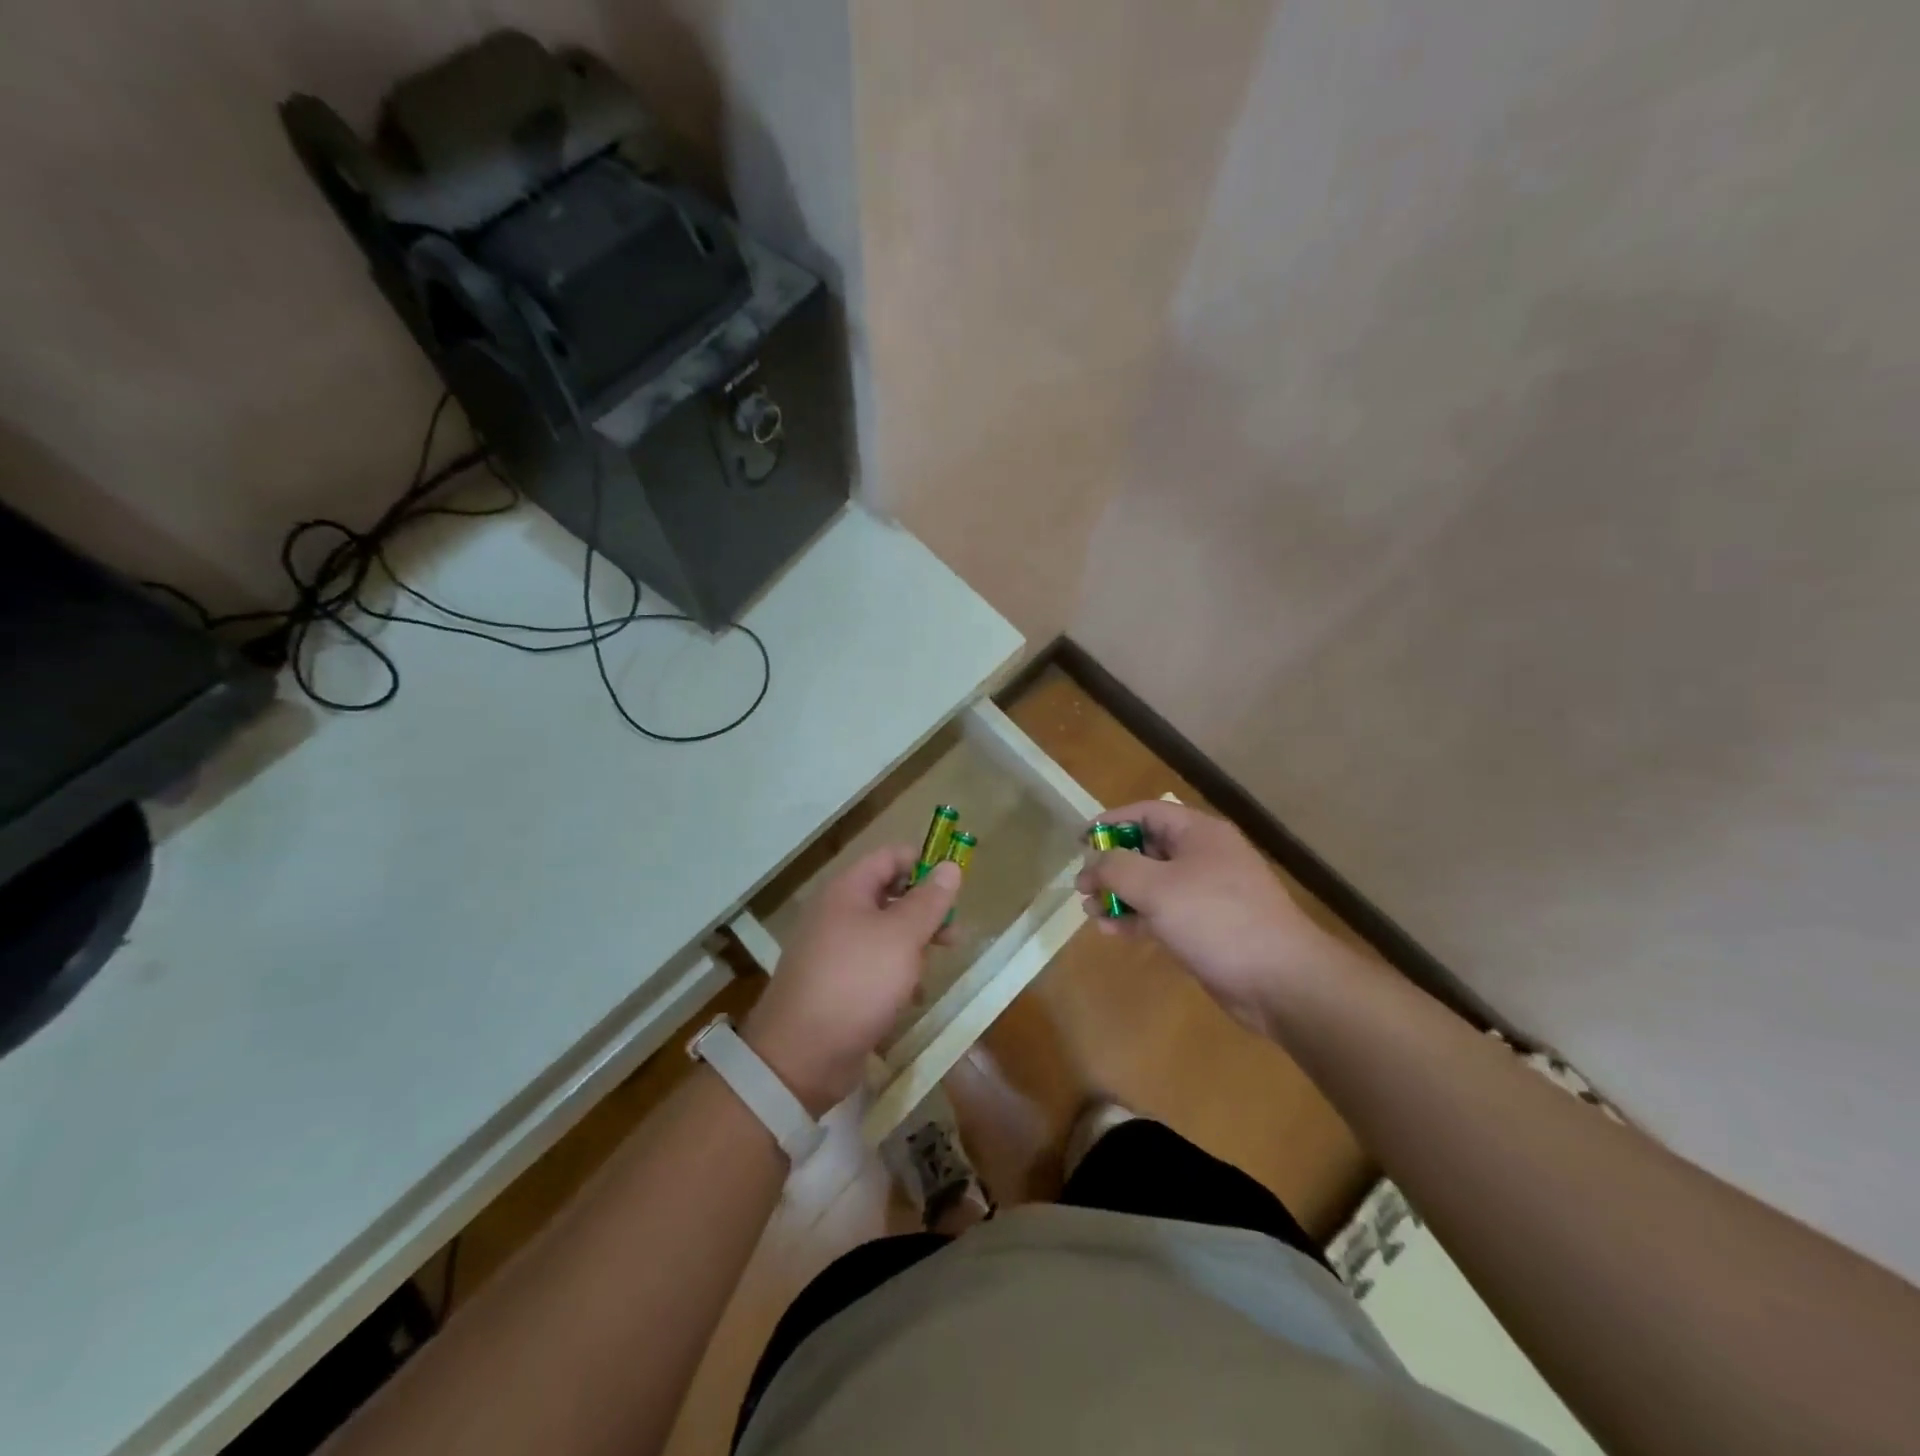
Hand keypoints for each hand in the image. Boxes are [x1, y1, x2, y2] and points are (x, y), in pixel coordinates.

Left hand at [742, 847, 959, 1117]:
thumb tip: (950, 865)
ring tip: (931, 970)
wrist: (802, 1055)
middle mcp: (837, 913)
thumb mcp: (902, 936)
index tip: (954, 887)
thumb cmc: (857, 981)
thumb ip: (929, 901)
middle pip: (890, 895)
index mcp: (848, 890)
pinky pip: (874, 967)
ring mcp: (834, 951)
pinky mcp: (836, 985)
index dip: (924, 864)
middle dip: (925, 912)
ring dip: (913, 948)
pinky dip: (896, 977)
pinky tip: (911, 998)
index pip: (890, 857)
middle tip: (954, 935)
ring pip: (885, 934)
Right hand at [1076, 801, 1344, 1037]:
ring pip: (1152, 884)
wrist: (1280, 980)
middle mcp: (1203, 857)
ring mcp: (1206, 893)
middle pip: (1147, 849)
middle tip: (1082, 885)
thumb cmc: (1216, 919)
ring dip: (1119, 895)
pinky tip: (1112, 931)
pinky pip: (1163, 913)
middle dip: (1111, 865)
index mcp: (1198, 833)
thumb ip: (1117, 868)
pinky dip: (1137, 918)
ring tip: (1090, 911)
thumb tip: (1093, 863)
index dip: (1110, 823)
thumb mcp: (1158, 887)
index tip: (1079, 842)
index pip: (1146, 813)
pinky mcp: (1206, 927)